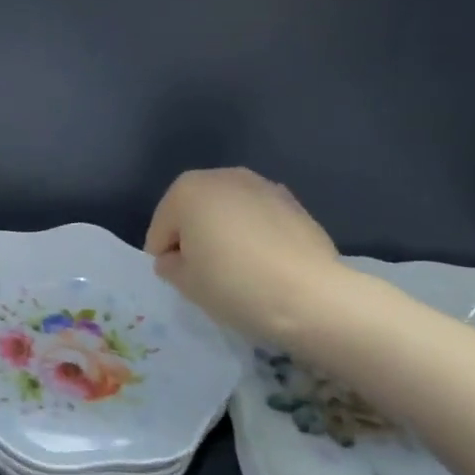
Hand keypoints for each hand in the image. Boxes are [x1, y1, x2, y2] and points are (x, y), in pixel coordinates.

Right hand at [144, 168, 343, 343]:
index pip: (161, 230)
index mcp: (186, 190)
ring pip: (228, 214)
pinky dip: (255, 236)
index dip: (167, 259)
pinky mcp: (295, 205)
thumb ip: (168, 264)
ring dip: (226, 234)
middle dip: (195, 238)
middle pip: (193, 213)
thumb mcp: (183, 282)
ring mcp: (263, 186)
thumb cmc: (234, 284)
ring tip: (241, 269)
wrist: (313, 297)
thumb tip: (178, 258)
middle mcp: (223, 177)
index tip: (186, 281)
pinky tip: (267, 264)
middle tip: (210, 273)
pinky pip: (258, 220)